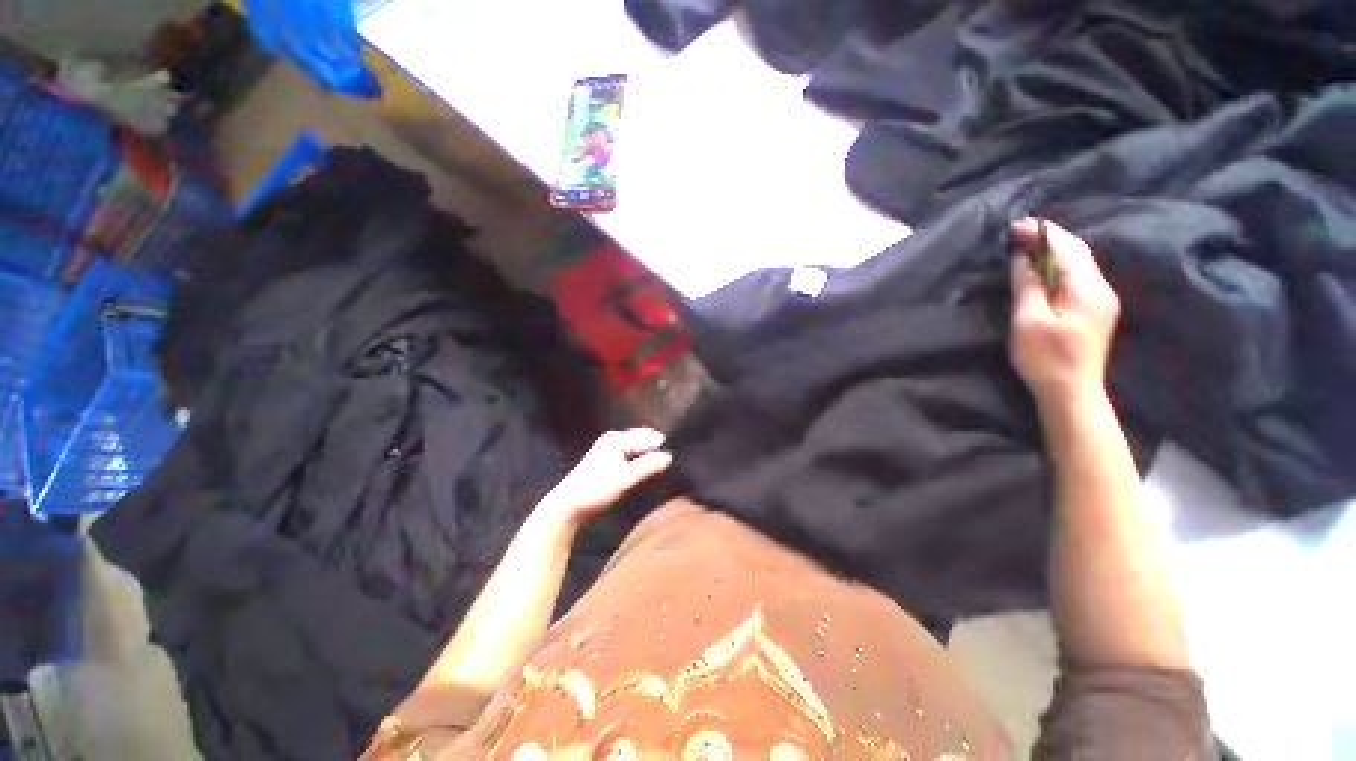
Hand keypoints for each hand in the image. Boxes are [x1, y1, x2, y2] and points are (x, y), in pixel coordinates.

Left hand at [537, 429, 672, 528]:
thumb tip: (669, 456)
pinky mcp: (605, 459)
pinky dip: (639, 459)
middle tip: (673, 458)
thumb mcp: (625, 479)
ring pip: (635, 447)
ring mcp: (607, 448)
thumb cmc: (596, 490)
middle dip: (655, 447)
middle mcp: (612, 438)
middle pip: (641, 439)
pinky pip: (629, 453)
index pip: (647, 436)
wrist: (567, 506)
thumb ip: (648, 466)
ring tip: (663, 464)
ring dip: (647, 454)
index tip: (678, 454)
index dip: (662, 445)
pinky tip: (646, 468)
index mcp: (616, 439)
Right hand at [1009, 218, 1120, 408]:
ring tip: (1026, 248)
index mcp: (1087, 289)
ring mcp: (1101, 300)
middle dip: (1048, 239)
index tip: (1015, 226)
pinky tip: (1042, 270)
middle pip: (1077, 252)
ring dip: (1053, 252)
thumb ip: (1027, 286)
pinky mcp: (1095, 311)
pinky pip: (1077, 277)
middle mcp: (1101, 289)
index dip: (1042, 234)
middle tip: (1018, 234)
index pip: (1067, 249)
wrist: (1072, 393)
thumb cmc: (1046, 359)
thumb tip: (1022, 258)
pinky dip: (1058, 267)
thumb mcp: (1028, 321)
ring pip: (1078, 264)